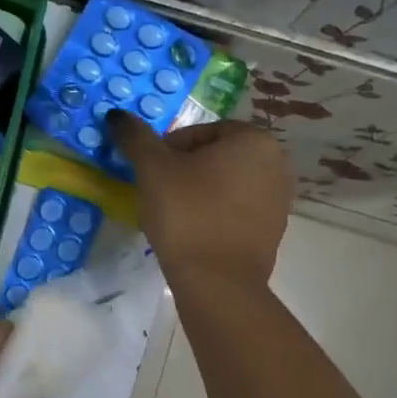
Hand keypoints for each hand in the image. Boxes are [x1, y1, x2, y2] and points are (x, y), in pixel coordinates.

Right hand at [107, 112, 291, 290]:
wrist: (217, 282)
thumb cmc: (186, 214)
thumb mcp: (153, 169)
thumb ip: (135, 137)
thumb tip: (117, 115)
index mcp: (253, 139)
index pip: (199, 132)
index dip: (167, 150)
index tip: (151, 174)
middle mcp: (276, 163)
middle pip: (214, 157)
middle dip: (185, 170)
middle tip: (158, 193)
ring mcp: (279, 199)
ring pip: (225, 184)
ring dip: (199, 192)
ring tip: (173, 215)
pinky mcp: (273, 230)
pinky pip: (236, 210)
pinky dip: (214, 214)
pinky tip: (193, 232)